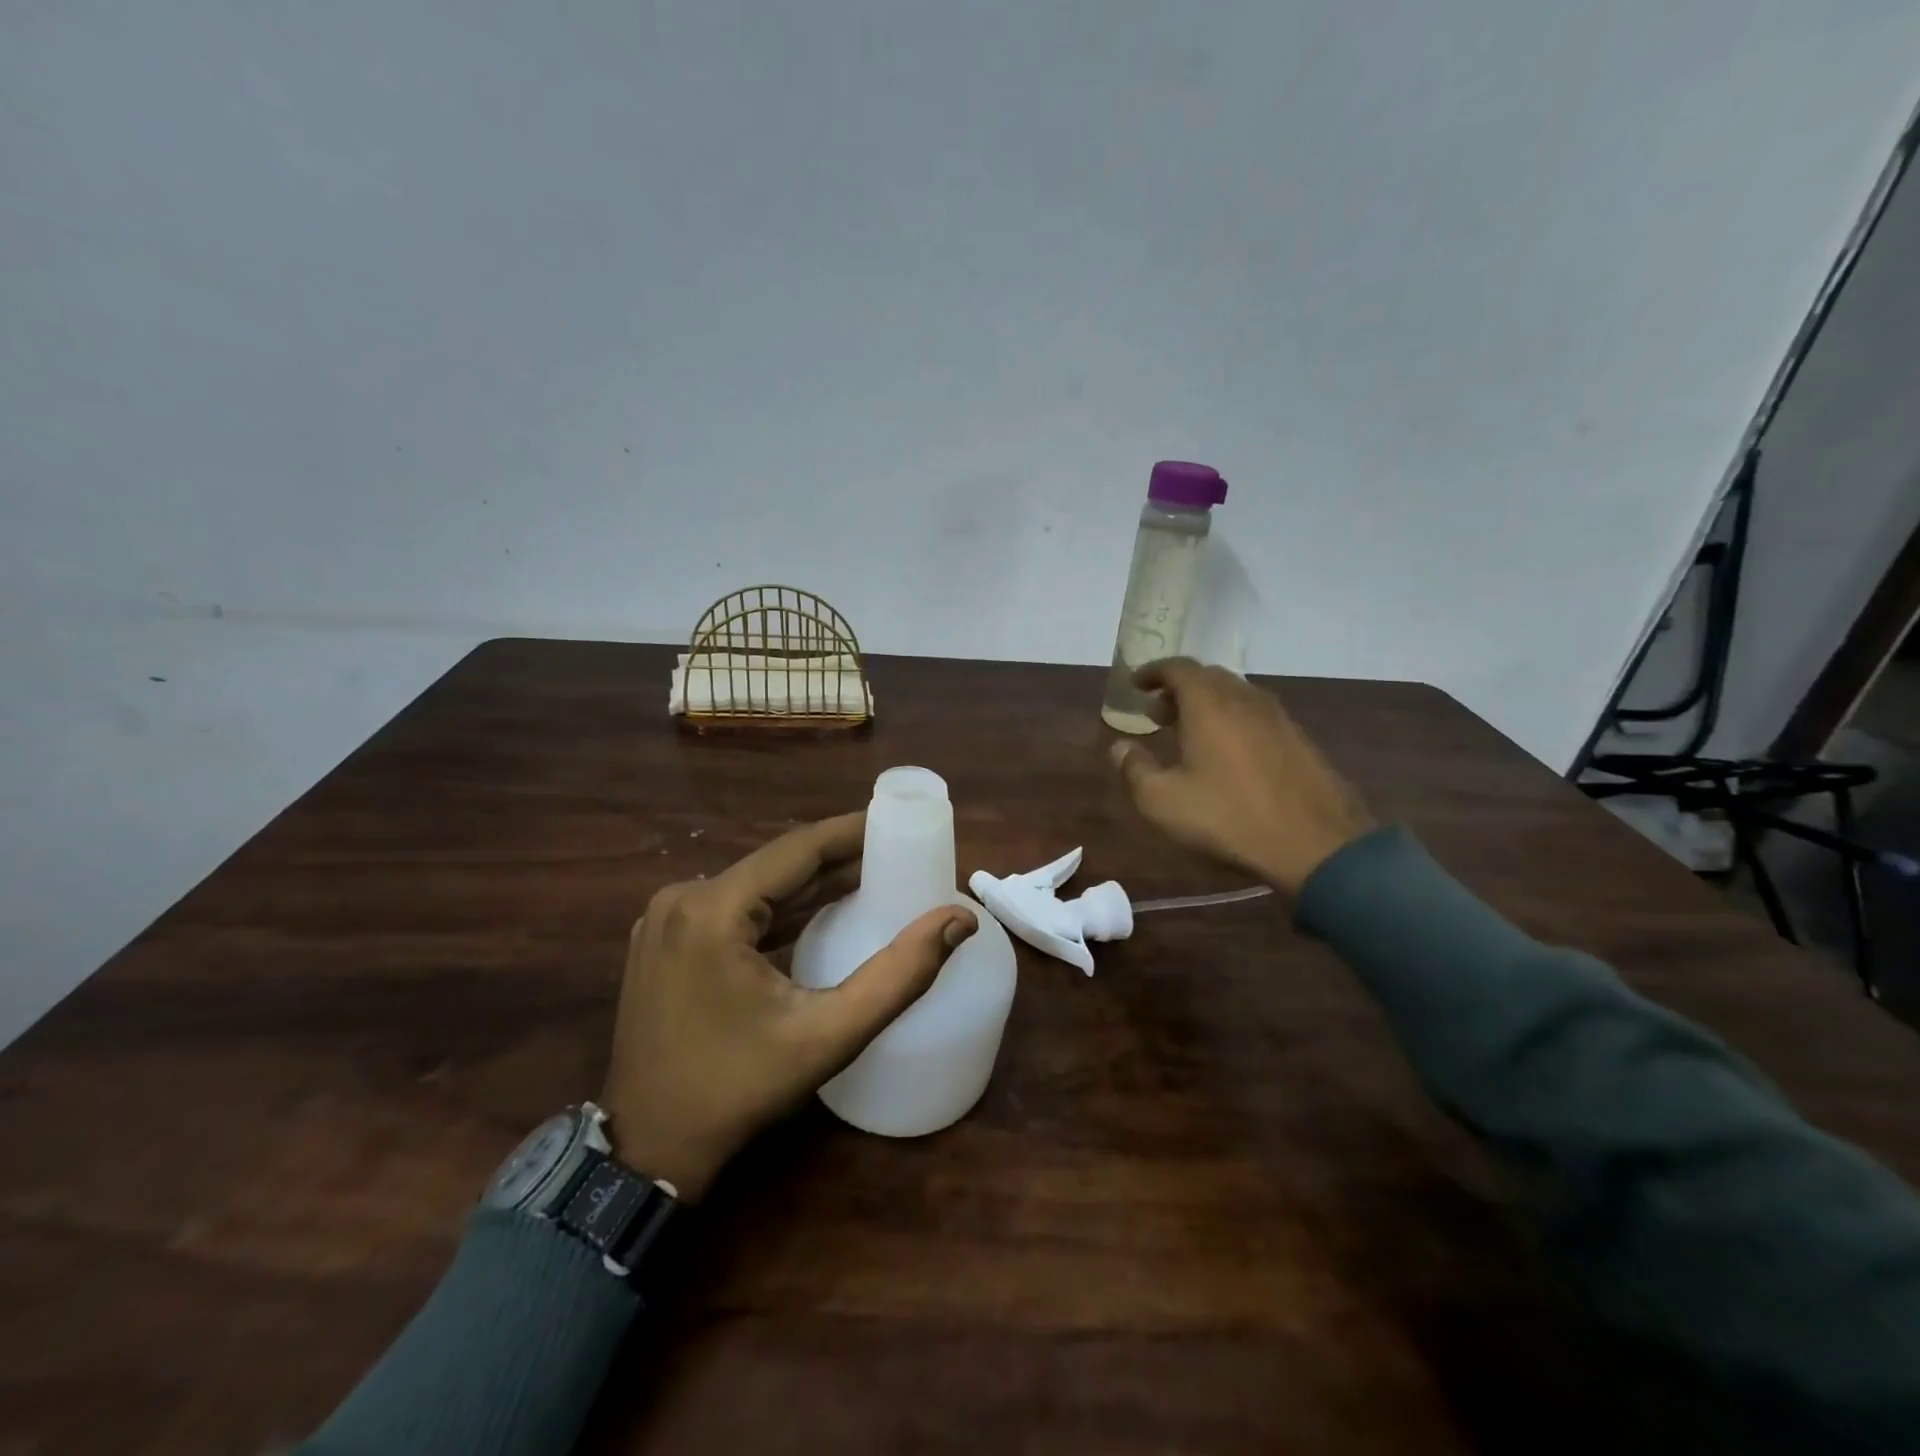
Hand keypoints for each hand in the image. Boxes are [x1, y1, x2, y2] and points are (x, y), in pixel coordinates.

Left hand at [600, 812, 975, 1199]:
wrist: (647, 1152)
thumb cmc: (739, 1091)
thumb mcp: (829, 1036)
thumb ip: (899, 975)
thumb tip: (959, 920)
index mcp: (712, 910)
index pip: (798, 848)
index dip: (853, 832)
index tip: (900, 821)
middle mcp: (682, 899)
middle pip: (777, 864)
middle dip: (839, 860)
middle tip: (896, 857)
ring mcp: (666, 920)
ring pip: (756, 885)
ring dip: (811, 884)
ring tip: (871, 879)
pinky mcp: (665, 940)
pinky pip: (734, 907)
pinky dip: (779, 908)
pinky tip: (820, 913)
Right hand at [1111, 658, 1374, 895]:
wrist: (1316, 845)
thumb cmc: (1229, 817)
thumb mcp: (1163, 801)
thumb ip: (1134, 769)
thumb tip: (1118, 747)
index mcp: (1209, 704)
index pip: (1178, 668)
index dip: (1153, 671)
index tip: (1136, 685)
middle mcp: (1245, 699)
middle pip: (1209, 677)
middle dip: (1179, 688)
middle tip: (1158, 713)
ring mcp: (1278, 718)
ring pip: (1236, 695)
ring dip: (1208, 704)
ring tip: (1190, 732)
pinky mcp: (1300, 740)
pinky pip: (1257, 715)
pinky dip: (1234, 719)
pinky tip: (1230, 752)